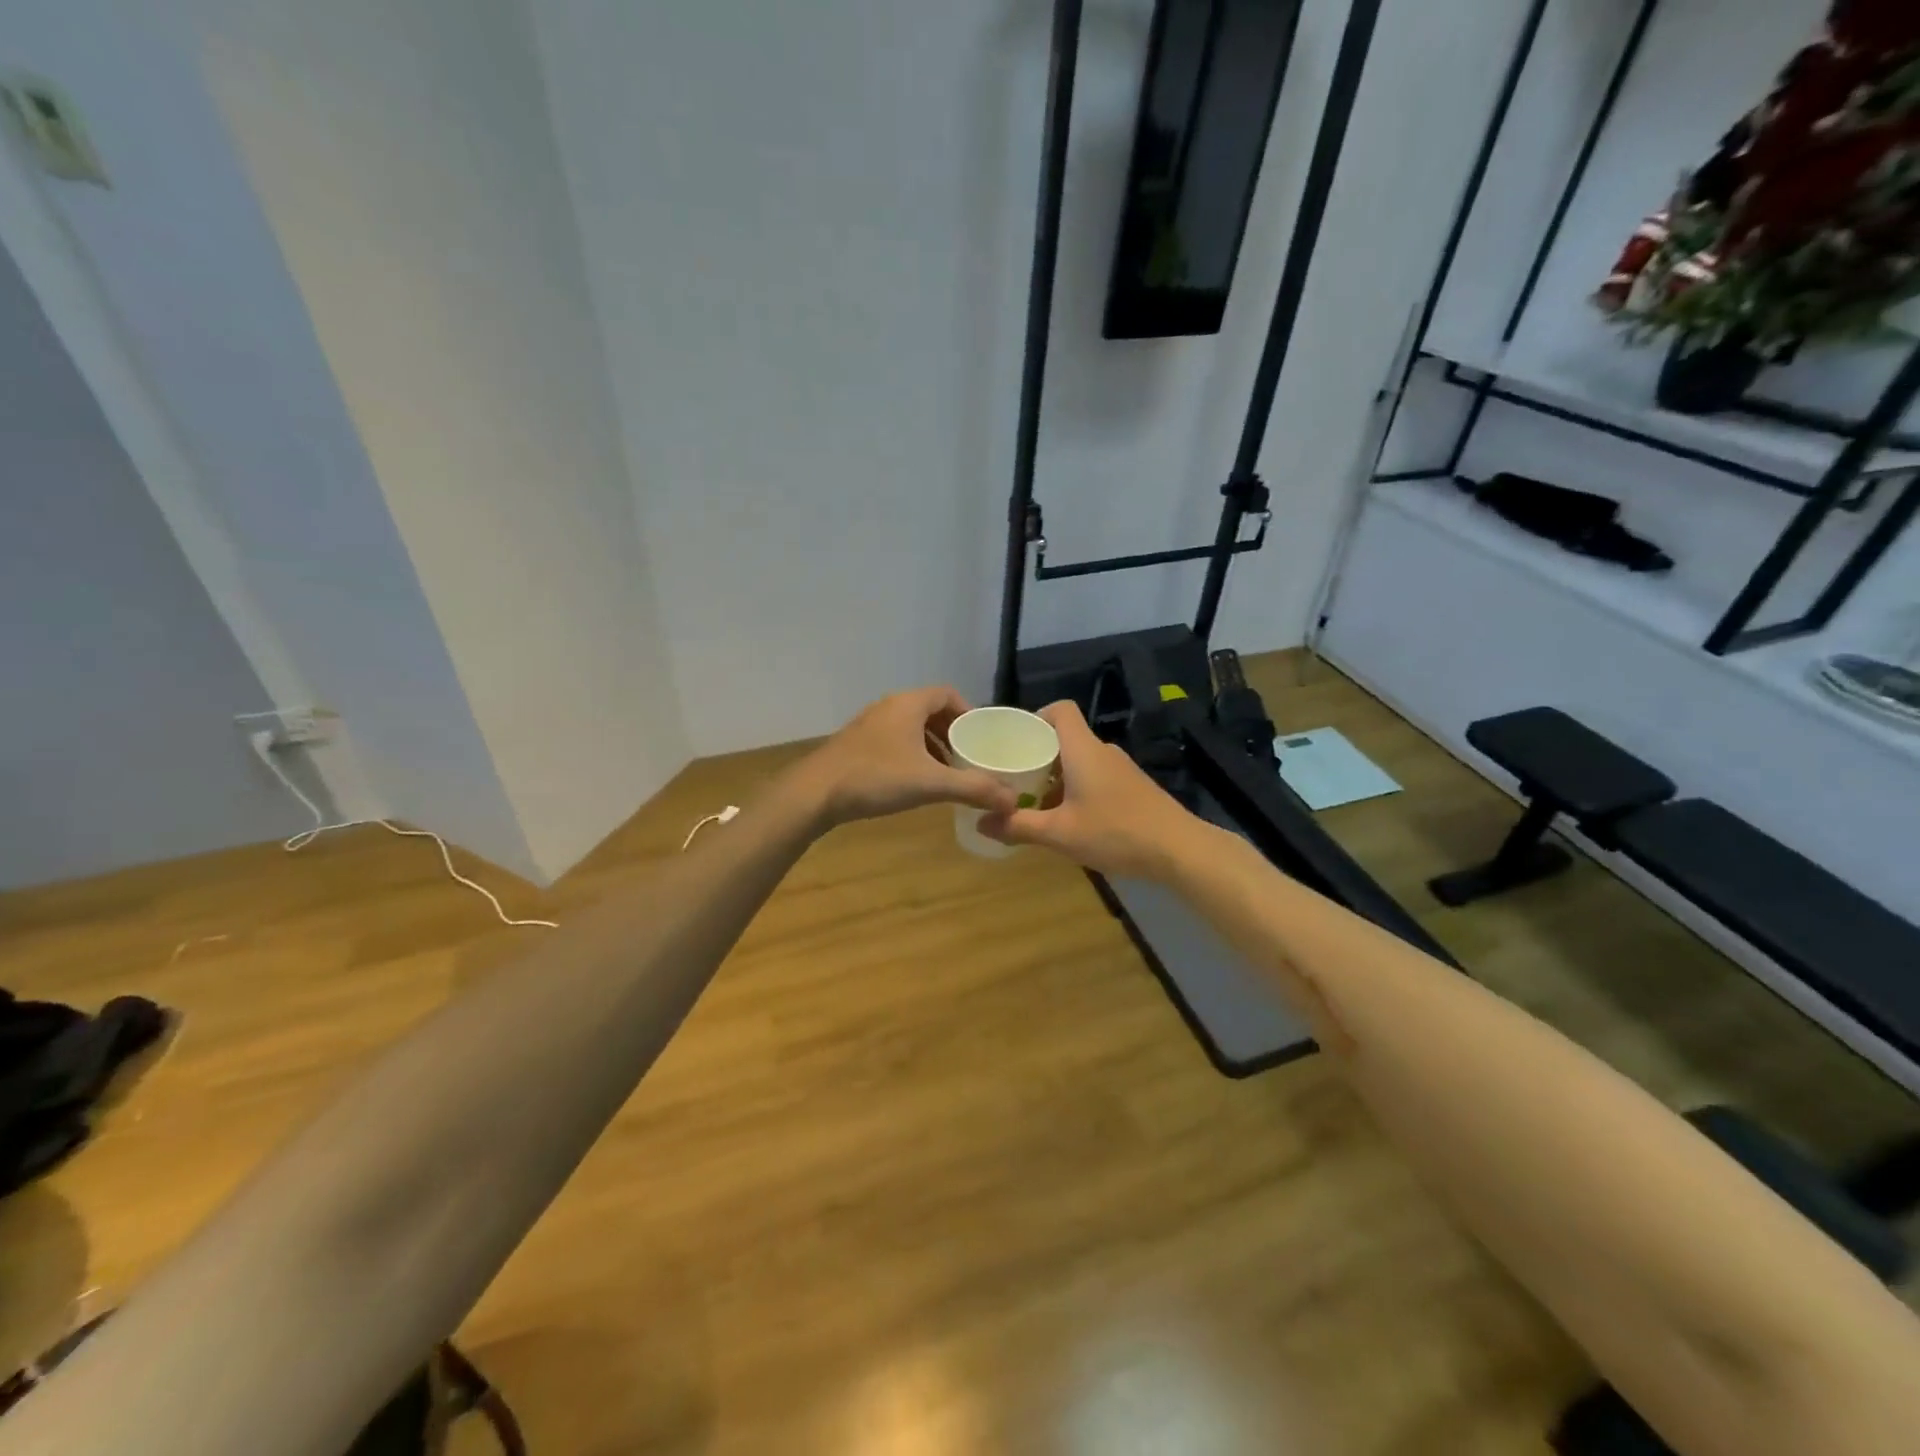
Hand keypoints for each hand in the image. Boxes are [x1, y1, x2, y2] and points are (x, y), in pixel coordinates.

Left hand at [797, 686, 1017, 827]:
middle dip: (952, 732)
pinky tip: (913, 782)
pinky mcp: (855, 745)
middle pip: (929, 710)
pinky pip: (893, 741)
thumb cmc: (876, 778)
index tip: (982, 737)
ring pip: (909, 727)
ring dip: (931, 745)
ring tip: (945, 772)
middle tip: (968, 757)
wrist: (814, 793)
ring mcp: (868, 725)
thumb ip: (974, 789)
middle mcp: (888, 707)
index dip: (968, 712)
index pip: (948, 693)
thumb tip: (1013, 801)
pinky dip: (910, 754)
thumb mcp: (931, 784)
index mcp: (908, 704)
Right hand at [977, 701, 1199, 878]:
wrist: (1180, 850)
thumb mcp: (1060, 834)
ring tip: (1036, 803)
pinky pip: (1097, 776)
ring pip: (1081, 760)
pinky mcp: (1134, 787)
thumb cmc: (1116, 832)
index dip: (1036, 717)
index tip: (1015, 740)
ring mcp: (1122, 769)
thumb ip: (1019, 827)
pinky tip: (1071, 819)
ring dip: (1058, 776)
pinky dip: (1078, 788)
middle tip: (1014, 778)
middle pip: (1066, 738)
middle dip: (1039, 754)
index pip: (1060, 710)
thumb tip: (981, 822)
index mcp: (1083, 749)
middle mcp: (1103, 751)